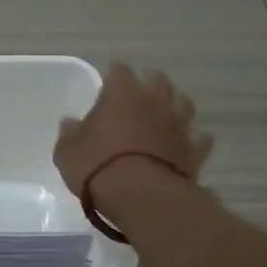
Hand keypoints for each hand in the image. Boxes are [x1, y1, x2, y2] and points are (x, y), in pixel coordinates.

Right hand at [55, 62, 212, 199]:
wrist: (141, 196)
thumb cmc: (97, 166)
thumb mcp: (67, 151)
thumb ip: (70, 133)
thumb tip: (70, 123)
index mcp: (122, 92)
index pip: (119, 70)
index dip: (113, 75)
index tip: (106, 83)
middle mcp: (154, 100)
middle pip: (157, 79)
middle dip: (148, 84)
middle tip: (136, 97)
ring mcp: (179, 124)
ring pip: (184, 103)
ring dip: (174, 106)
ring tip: (163, 117)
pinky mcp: (195, 150)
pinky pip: (199, 138)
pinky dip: (192, 139)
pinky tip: (184, 145)